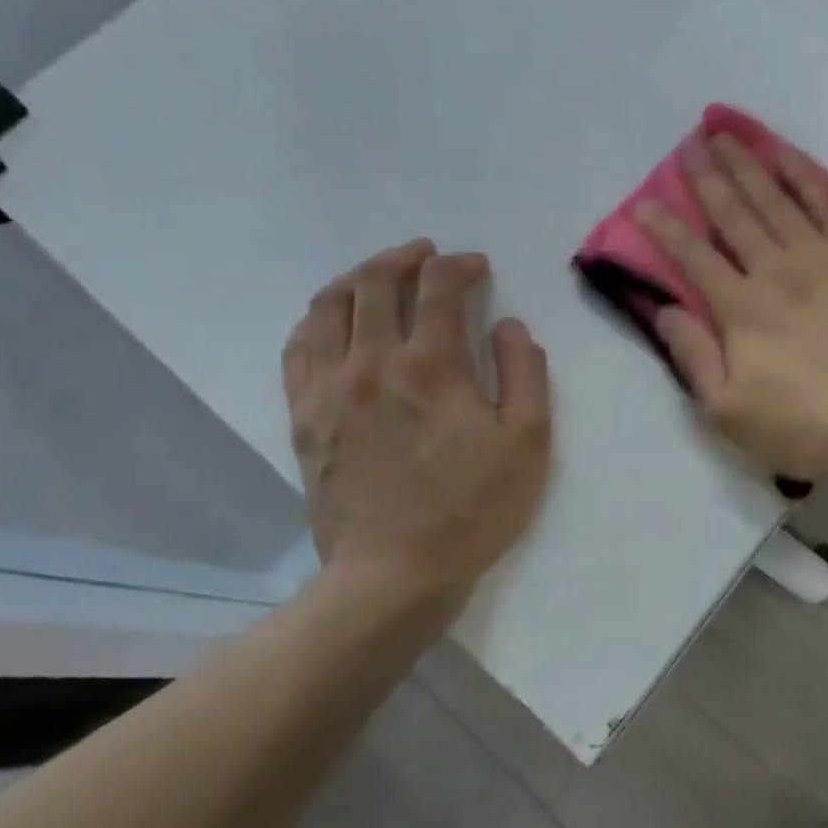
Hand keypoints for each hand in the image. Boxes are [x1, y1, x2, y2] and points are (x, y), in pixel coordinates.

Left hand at [282, 240, 550, 619]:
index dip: (460, 266)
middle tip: (429, 254)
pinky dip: (316, 319)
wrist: (395, 573)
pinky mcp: (302, 417)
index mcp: (432, 366)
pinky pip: (297, 349)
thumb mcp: (529, 441)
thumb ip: (525, 372)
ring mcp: (328, 390)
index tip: (477, 266)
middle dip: (405, 258)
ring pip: (328, 308)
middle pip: (375, 284)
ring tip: (380, 274)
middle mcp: (372, 364)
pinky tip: (333, 319)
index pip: (439, 288)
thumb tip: (509, 327)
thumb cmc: (475, 506)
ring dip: (357, 278)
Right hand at [634, 135, 827, 479]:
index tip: (641, 201)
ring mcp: (823, 259)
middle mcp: (777, 271)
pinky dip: (804, 175)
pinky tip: (787, 155)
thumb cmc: (811, 426)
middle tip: (688, 145)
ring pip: (776, 200)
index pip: (692, 258)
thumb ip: (693, 359)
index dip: (663, 228)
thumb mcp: (732, 414)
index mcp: (742, 310)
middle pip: (734, 215)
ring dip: (747, 165)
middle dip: (706, 177)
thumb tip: (664, 310)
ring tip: (725, 135)